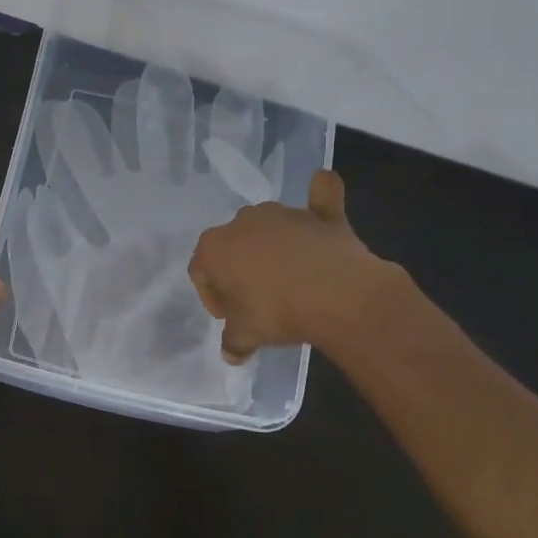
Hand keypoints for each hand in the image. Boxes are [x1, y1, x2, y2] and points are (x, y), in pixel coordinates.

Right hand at [188, 170, 389, 361]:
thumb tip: (231, 353)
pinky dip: (320, 195)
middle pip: (233, 246)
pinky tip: (322, 184)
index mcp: (214, 247)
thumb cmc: (277, 312)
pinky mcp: (320, 215)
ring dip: (271, 248)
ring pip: (268, 228)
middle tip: (256, 301)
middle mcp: (243, 222)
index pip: (201, 271)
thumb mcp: (246, 335)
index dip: (213, 297)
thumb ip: (233, 341)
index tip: (230, 317)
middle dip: (239, 270)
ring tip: (288, 282)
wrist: (337, 295)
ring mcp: (283, 214)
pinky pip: (319, 199)